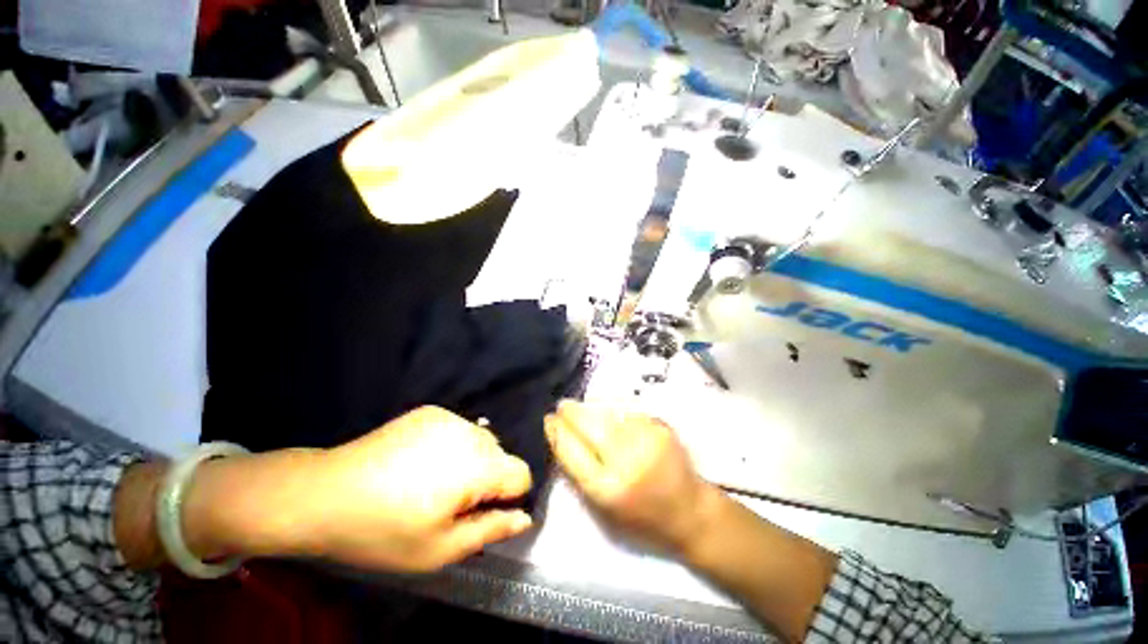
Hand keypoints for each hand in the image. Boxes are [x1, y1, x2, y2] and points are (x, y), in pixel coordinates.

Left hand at [307, 406, 534, 571]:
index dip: (508, 498)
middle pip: (502, 456)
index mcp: (477, 467)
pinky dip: (453, 445)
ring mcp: (450, 417)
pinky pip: (459, 429)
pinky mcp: (432, 411)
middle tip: (451, 502)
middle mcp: (471, 433)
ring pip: (482, 440)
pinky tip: (421, 461)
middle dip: (488, 479)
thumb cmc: (383, 531)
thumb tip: (525, 518)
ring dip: (472, 460)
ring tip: (434, 480)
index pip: (521, 474)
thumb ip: (490, 530)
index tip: (480, 513)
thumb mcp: (439, 549)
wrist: (327, 493)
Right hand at [544, 401, 721, 555]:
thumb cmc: (641, 518)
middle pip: (588, 424)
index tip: (548, 421)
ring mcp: (645, 439)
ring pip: (607, 412)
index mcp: (606, 489)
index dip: (556, 431)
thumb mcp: (602, 510)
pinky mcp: (660, 427)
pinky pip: (626, 410)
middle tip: (560, 406)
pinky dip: (611, 407)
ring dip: (589, 406)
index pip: (570, 450)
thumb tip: (559, 437)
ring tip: (579, 406)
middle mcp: (626, 461)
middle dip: (570, 412)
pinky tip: (606, 408)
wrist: (689, 512)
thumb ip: (578, 474)